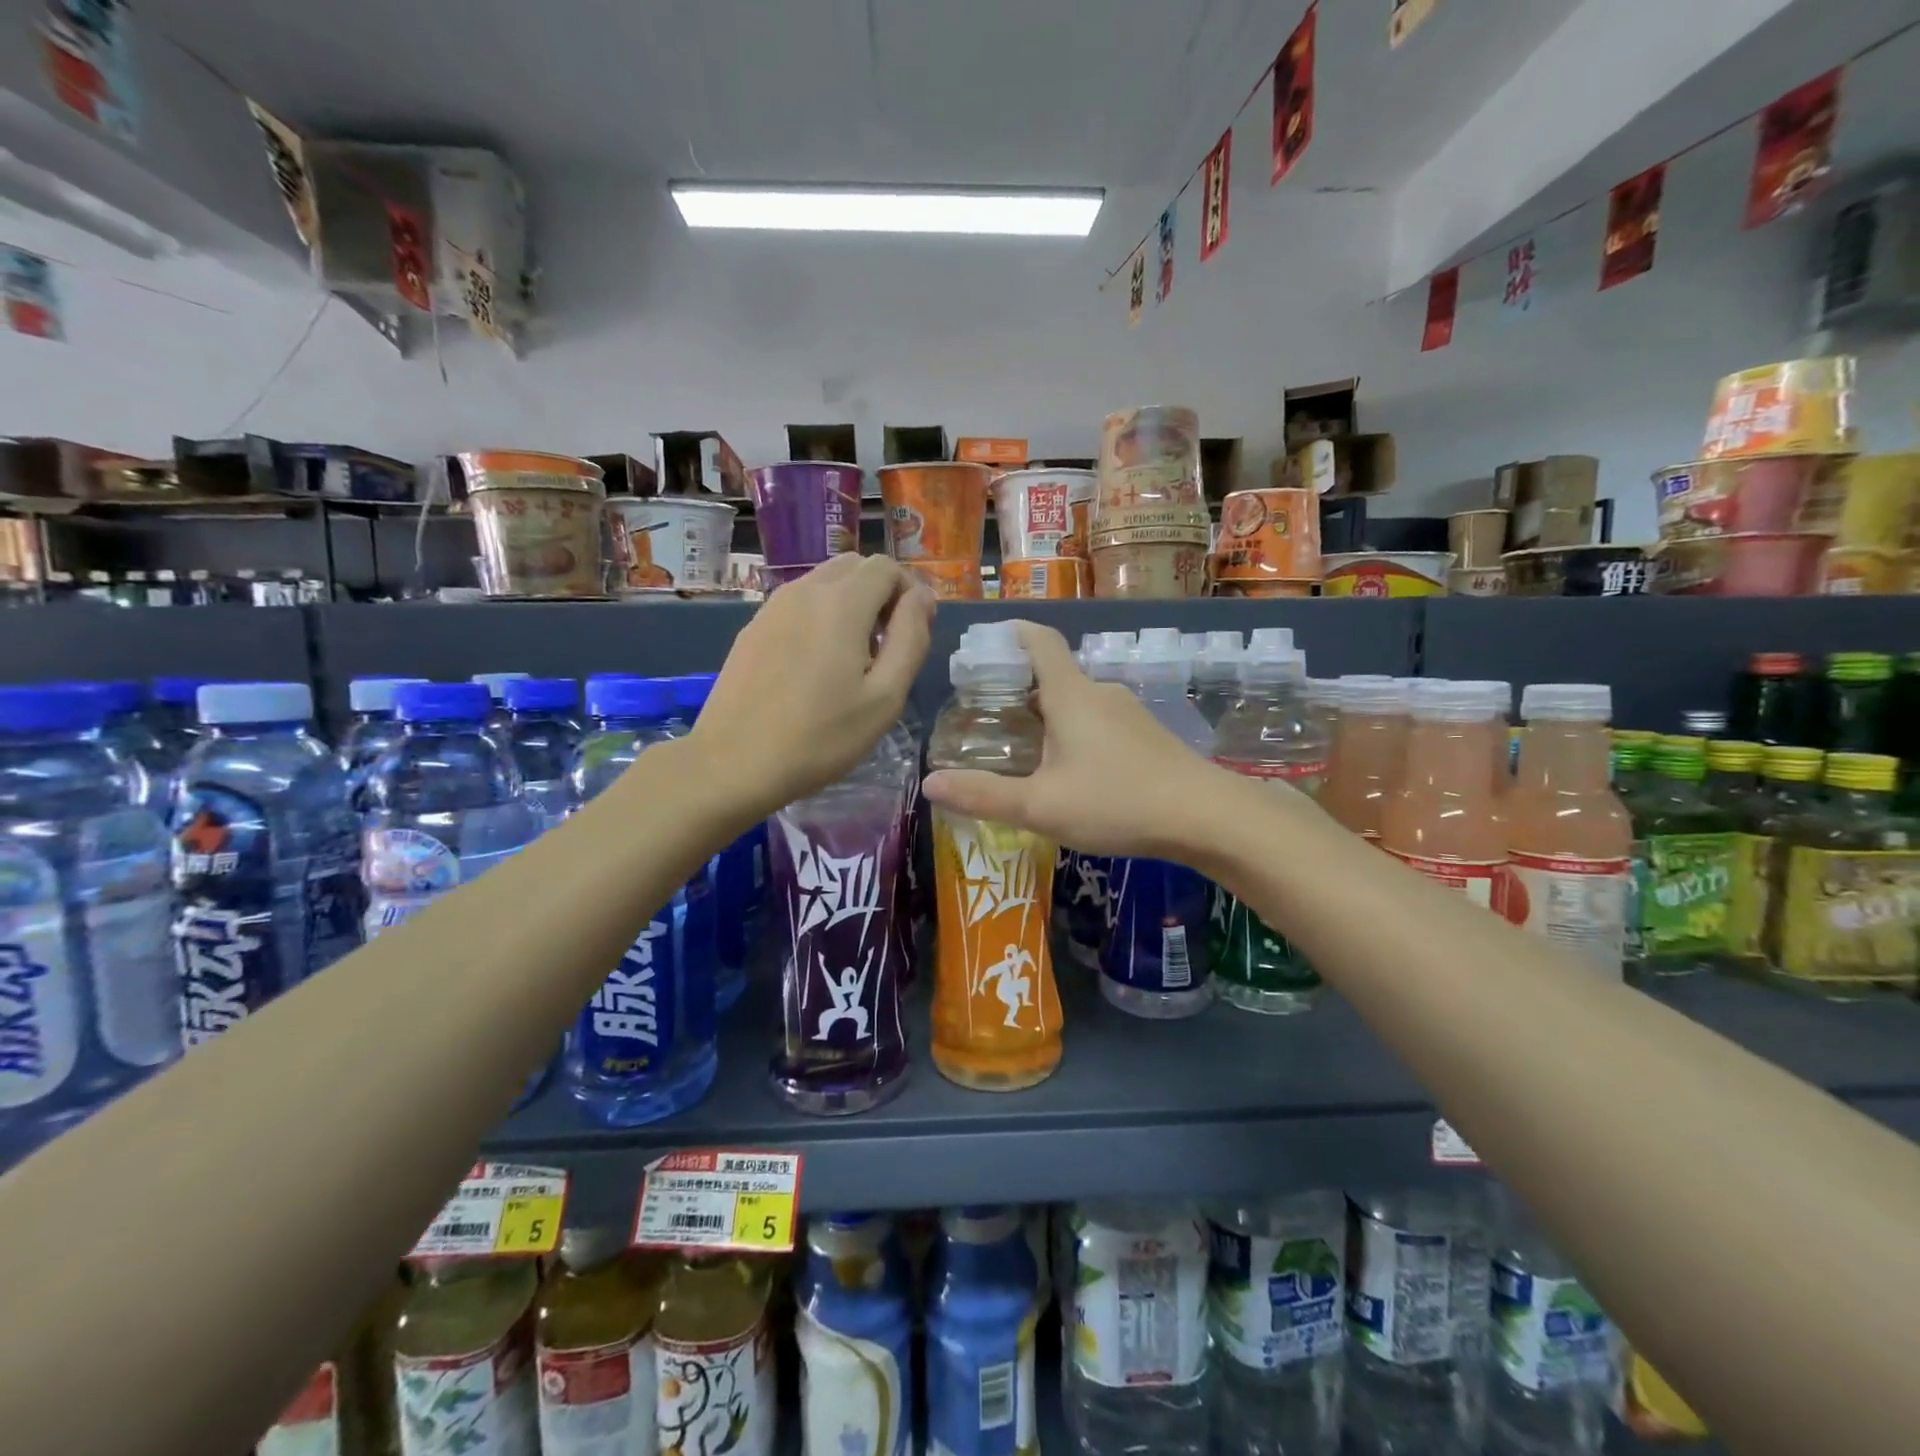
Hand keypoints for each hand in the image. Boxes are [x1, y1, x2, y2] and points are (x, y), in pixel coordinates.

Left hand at [694, 555, 933, 815]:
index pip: (887, 567)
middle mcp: (805, 590)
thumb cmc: (820, 737)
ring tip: (853, 657)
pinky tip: (816, 665)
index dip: (909, 593)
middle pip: (854, 566)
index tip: (912, 634)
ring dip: (850, 603)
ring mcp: (773, 606)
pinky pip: (798, 603)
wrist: (734, 763)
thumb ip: (911, 638)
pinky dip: (820, 615)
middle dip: (880, 593)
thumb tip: (922, 597)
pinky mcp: (753, 627)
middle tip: (886, 645)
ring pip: (824, 581)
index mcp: (842, 603)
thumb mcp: (885, 697)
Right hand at [921, 621, 1244, 860]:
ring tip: (1024, 746)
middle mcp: (1100, 692)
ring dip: (1049, 713)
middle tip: (987, 712)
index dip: (1011, 634)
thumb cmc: (1116, 802)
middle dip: (1020, 685)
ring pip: (1078, 701)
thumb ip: (984, 795)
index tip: (985, 643)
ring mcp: (1130, 712)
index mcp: (1070, 695)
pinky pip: (1100, 720)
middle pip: (1054, 673)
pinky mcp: (1148, 736)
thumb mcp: (1040, 806)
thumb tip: (929, 782)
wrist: (1207, 816)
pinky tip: (1072, 770)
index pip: (1039, 641)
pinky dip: (1076, 731)